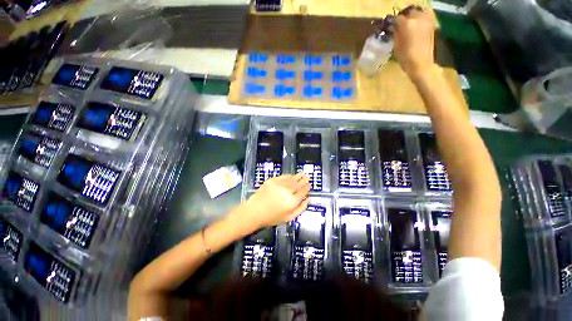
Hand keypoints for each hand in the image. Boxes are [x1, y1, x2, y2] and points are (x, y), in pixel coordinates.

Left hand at [242, 173, 309, 229]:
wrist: (254, 212)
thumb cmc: (272, 218)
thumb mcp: (289, 218)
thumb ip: (301, 208)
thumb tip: (308, 199)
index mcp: (292, 201)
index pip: (302, 192)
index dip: (306, 188)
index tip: (309, 184)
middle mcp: (287, 191)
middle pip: (298, 184)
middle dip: (303, 180)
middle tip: (307, 176)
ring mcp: (279, 185)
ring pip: (291, 179)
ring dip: (297, 176)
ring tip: (302, 173)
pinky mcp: (272, 181)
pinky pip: (283, 177)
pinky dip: (288, 175)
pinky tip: (291, 175)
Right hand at [390, 6, 437, 77]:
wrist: (421, 63)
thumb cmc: (405, 57)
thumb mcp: (396, 45)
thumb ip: (395, 33)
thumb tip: (392, 27)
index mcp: (407, 23)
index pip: (396, 18)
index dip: (391, 21)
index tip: (388, 25)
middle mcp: (417, 18)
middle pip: (409, 12)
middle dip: (403, 16)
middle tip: (399, 23)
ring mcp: (426, 20)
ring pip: (419, 11)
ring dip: (413, 15)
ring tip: (409, 22)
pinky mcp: (432, 25)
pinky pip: (426, 15)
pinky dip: (421, 17)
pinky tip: (417, 23)